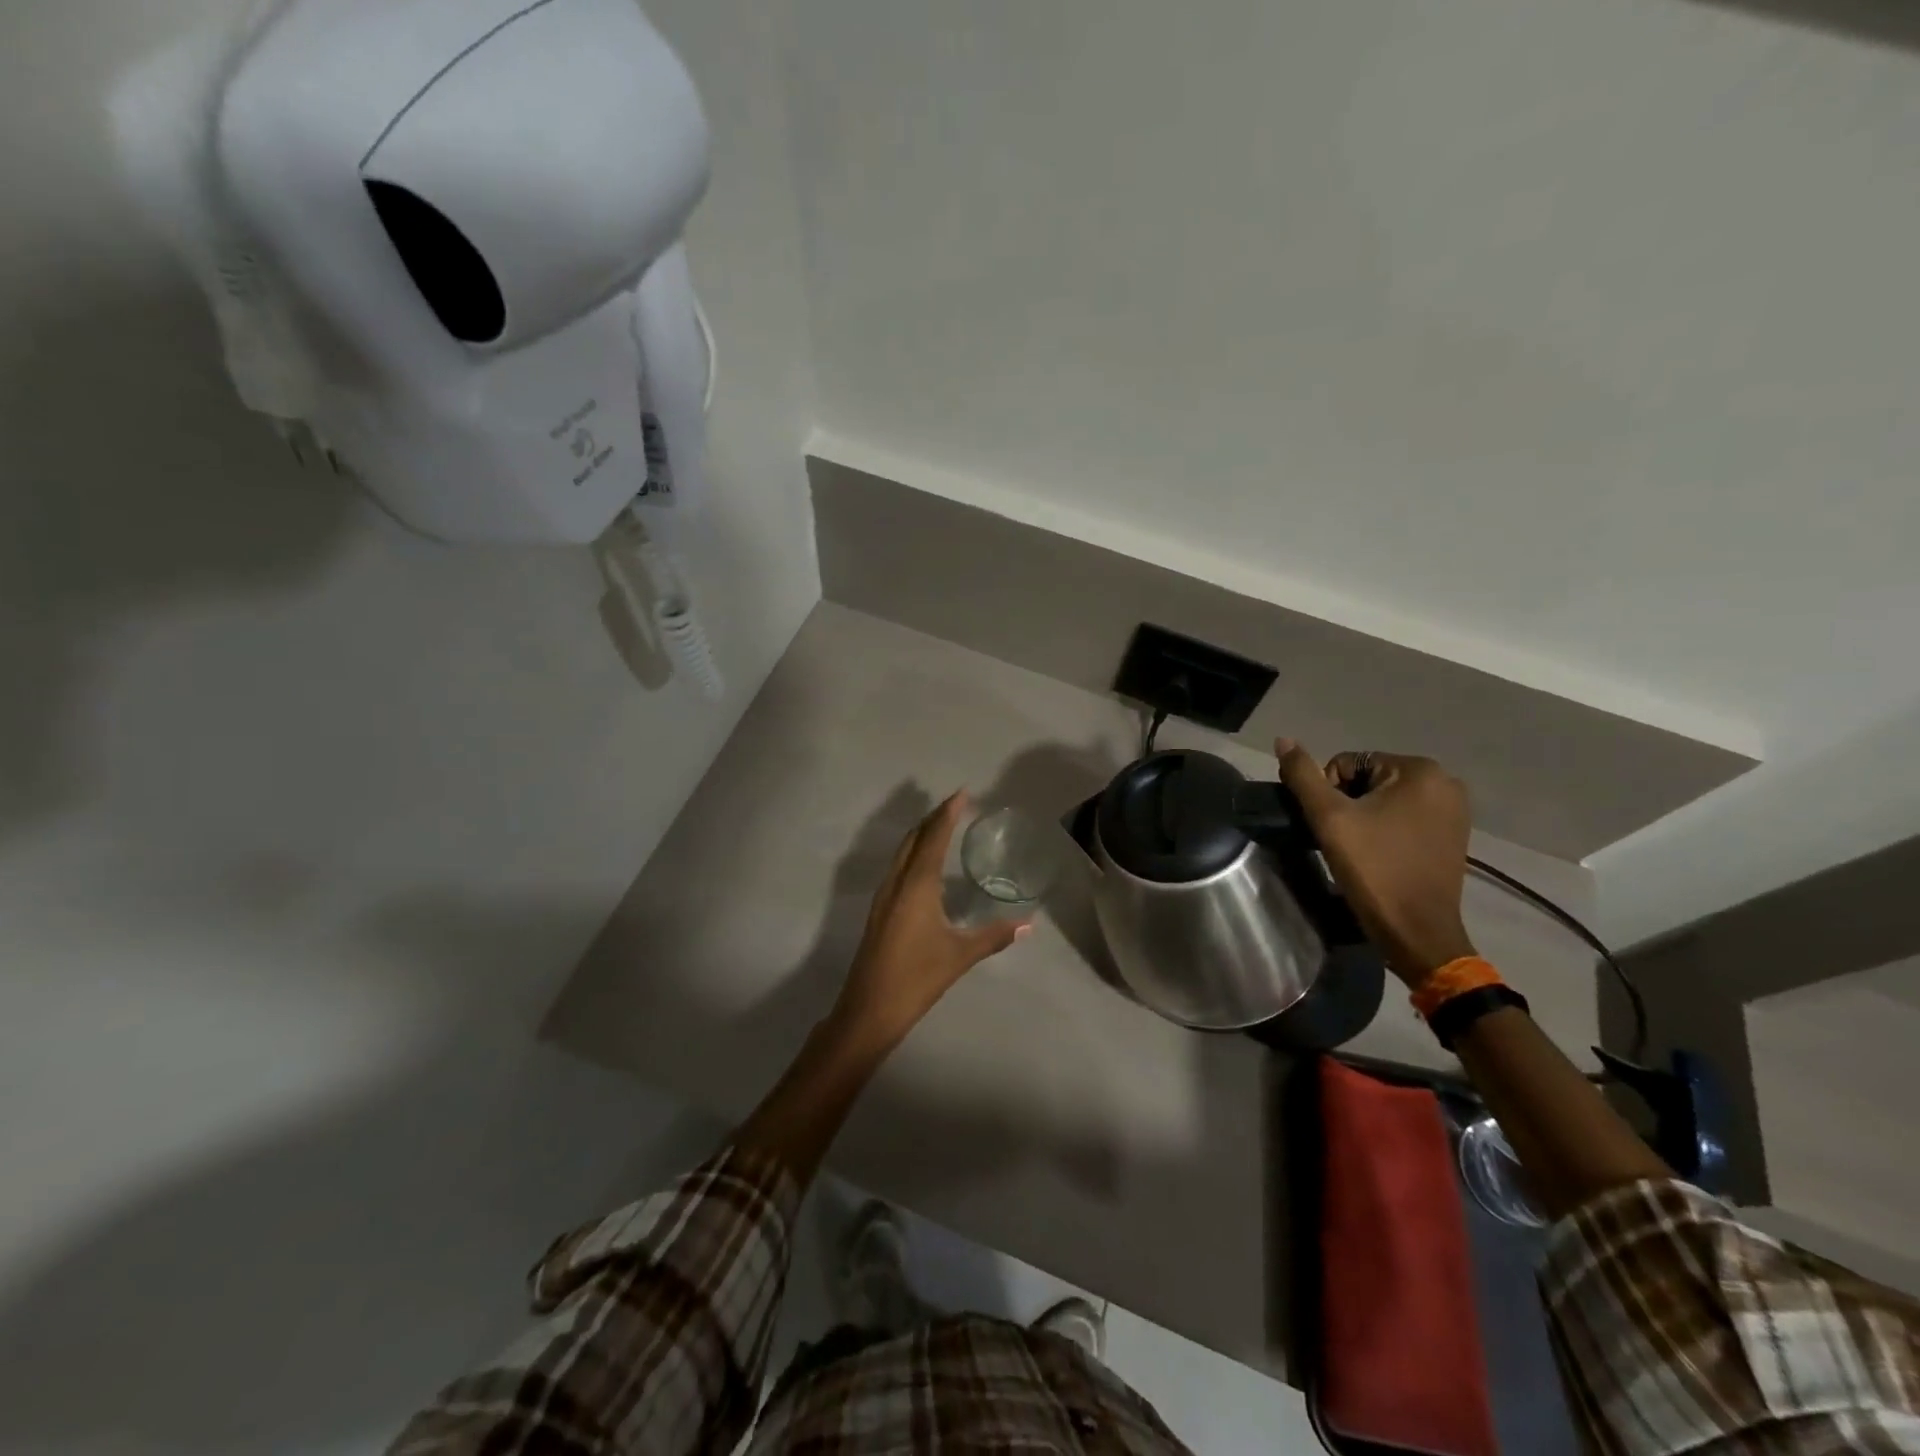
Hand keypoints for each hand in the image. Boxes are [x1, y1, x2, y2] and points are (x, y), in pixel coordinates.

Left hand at [828, 792, 1030, 1049]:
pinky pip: (897, 868)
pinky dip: (912, 853)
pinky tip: (923, 867)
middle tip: (955, 804)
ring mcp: (883, 896)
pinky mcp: (878, 911)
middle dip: (933, 818)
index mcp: (916, 885)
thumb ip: (994, 936)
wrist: (869, 1009)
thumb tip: (1028, 924)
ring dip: (920, 834)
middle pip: (914, 838)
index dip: (947, 813)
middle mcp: (897, 882)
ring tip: (941, 825)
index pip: (934, 838)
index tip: (962, 793)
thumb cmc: (917, 978)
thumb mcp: (960, 956)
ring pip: (902, 852)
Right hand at [1274, 739, 1475, 987]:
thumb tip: (1283, 739)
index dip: (1328, 793)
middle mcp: (1445, 782)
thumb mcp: (1329, 819)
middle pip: (1368, 779)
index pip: (1348, 762)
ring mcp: (1454, 810)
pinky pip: (1405, 816)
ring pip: (1385, 799)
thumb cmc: (1373, 870)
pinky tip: (1379, 854)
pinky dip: (1385, 829)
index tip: (1333, 827)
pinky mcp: (1453, 835)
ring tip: (1360, 849)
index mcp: (1419, 770)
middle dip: (1348, 804)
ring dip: (1365, 817)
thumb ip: (1303, 776)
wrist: (1417, 932)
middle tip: (1344, 840)